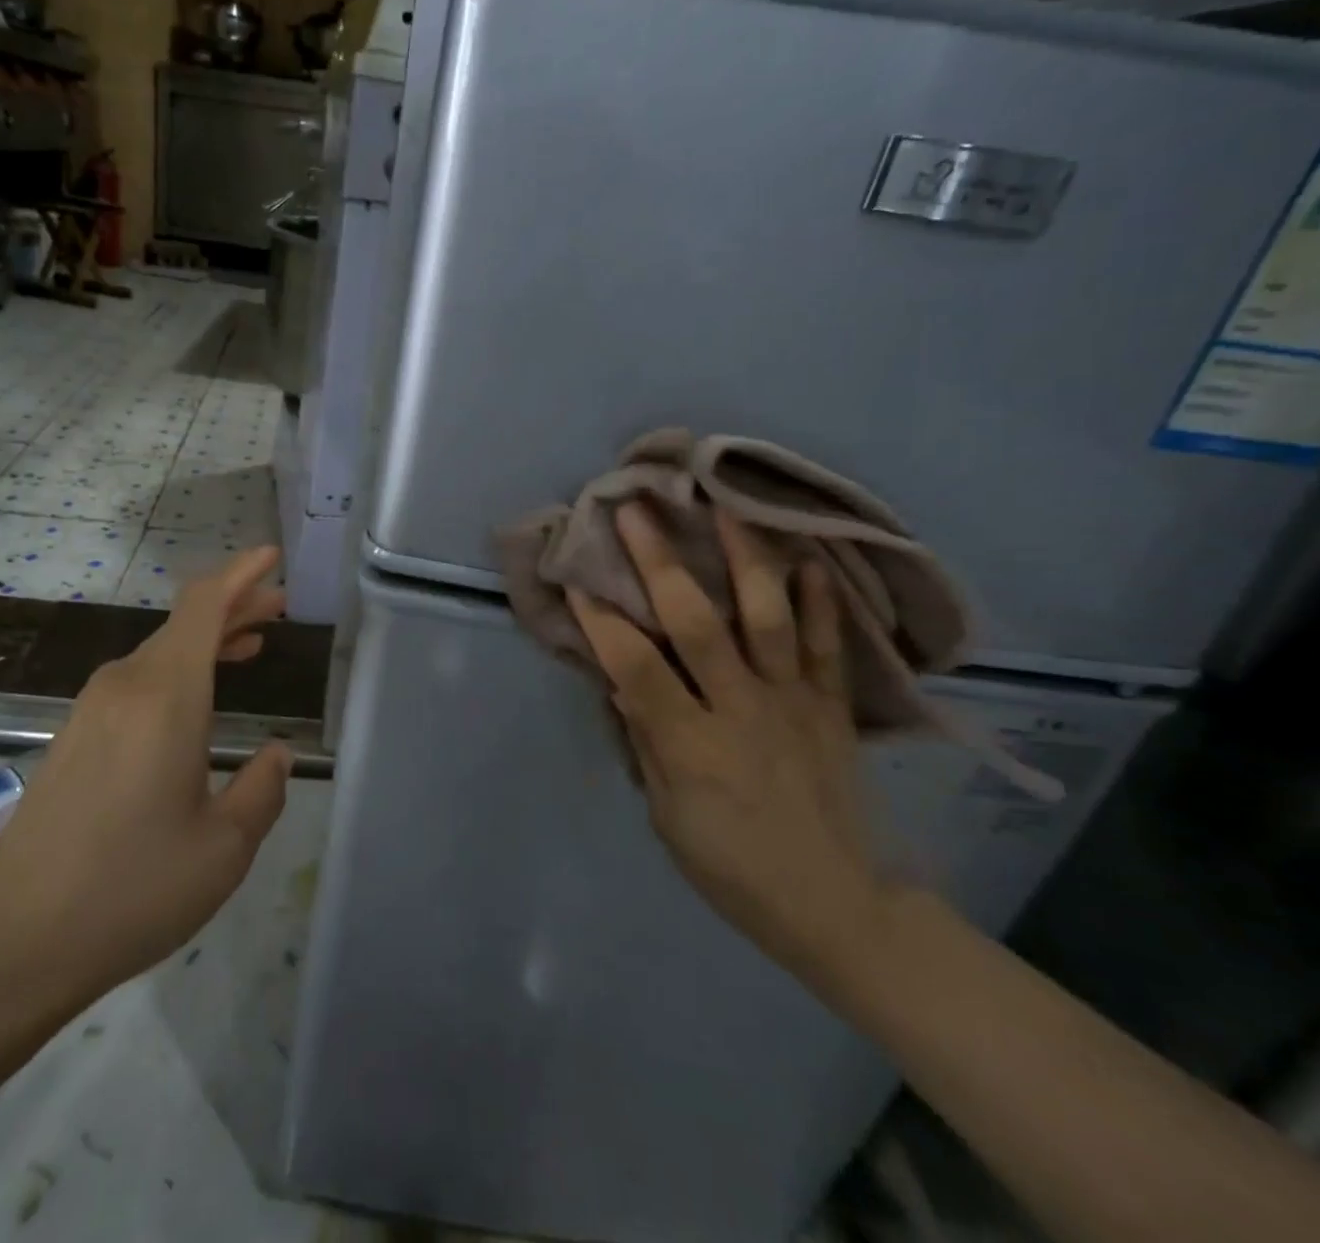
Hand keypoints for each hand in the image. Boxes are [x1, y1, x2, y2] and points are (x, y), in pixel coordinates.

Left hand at [0, 547, 292, 1018]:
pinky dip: (178, 672)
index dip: (240, 574)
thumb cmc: (133, 890)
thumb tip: (276, 754)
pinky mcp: (74, 736)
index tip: (272, 557)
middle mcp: (125, 686)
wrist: (17, 943)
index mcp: (165, 696)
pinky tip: (198, 700)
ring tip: (251, 645)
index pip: (203, 606)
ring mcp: (92, 709)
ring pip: (161, 652)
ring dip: (207, 642)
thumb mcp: (224, 848)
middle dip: (234, 606)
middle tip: (279, 606)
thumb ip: (262, 789)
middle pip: (185, 624)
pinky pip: (138, 681)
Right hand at [569, 505, 887, 980]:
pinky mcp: (832, 707)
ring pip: (768, 617)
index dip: (601, 619)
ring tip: (726, 508)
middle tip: (636, 510)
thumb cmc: (731, 867)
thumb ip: (644, 741)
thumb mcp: (667, 816)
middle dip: (660, 562)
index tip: (576, 575)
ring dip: (744, 558)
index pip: (636, 667)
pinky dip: (820, 601)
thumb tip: (616, 680)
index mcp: (691, 746)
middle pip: (697, 624)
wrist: (837, 905)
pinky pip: (828, 645)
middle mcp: (741, 710)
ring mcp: (793, 703)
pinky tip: (807, 560)